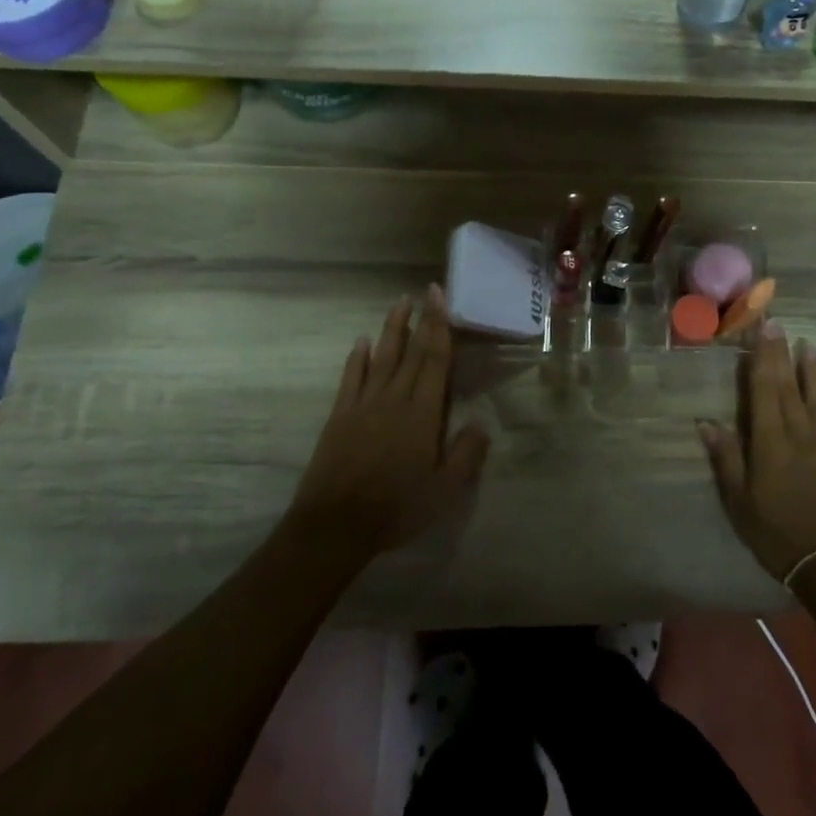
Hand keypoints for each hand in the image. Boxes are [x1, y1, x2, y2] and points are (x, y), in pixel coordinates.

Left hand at [285, 286, 488, 562]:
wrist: (335, 526)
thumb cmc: (396, 509)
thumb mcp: (444, 491)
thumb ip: (466, 454)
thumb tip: (481, 421)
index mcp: (422, 413)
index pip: (435, 361)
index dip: (440, 328)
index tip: (441, 300)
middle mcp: (394, 399)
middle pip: (412, 352)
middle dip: (422, 319)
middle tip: (427, 290)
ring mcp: (364, 405)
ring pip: (382, 357)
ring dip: (392, 329)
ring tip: (399, 303)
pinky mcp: (340, 416)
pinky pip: (352, 378)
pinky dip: (358, 358)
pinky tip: (362, 343)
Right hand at [699, 324, 815, 582]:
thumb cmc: (778, 534)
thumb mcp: (740, 503)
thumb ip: (726, 460)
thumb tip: (706, 423)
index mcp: (770, 443)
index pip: (764, 390)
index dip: (762, 358)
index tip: (762, 331)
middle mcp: (801, 434)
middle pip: (790, 387)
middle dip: (782, 354)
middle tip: (779, 325)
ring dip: (813, 370)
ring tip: (808, 345)